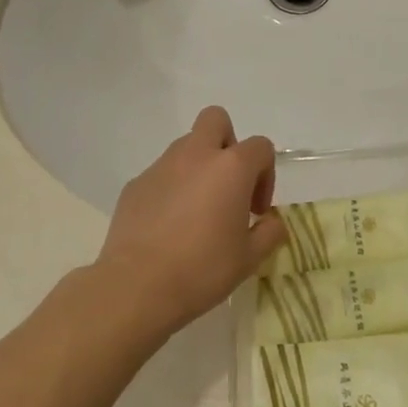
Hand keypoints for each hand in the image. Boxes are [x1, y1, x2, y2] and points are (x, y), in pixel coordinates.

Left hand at [94, 106, 286, 338]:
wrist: (136, 287)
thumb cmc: (202, 269)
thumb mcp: (249, 258)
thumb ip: (270, 232)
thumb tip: (272, 221)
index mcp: (231, 167)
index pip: (260, 147)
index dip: (266, 175)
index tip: (256, 210)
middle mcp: (196, 155)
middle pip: (216, 119)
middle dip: (227, 143)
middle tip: (227, 184)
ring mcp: (162, 166)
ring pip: (186, 146)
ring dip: (198, 166)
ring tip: (196, 211)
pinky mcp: (135, 184)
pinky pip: (161, 174)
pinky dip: (170, 189)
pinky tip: (167, 226)